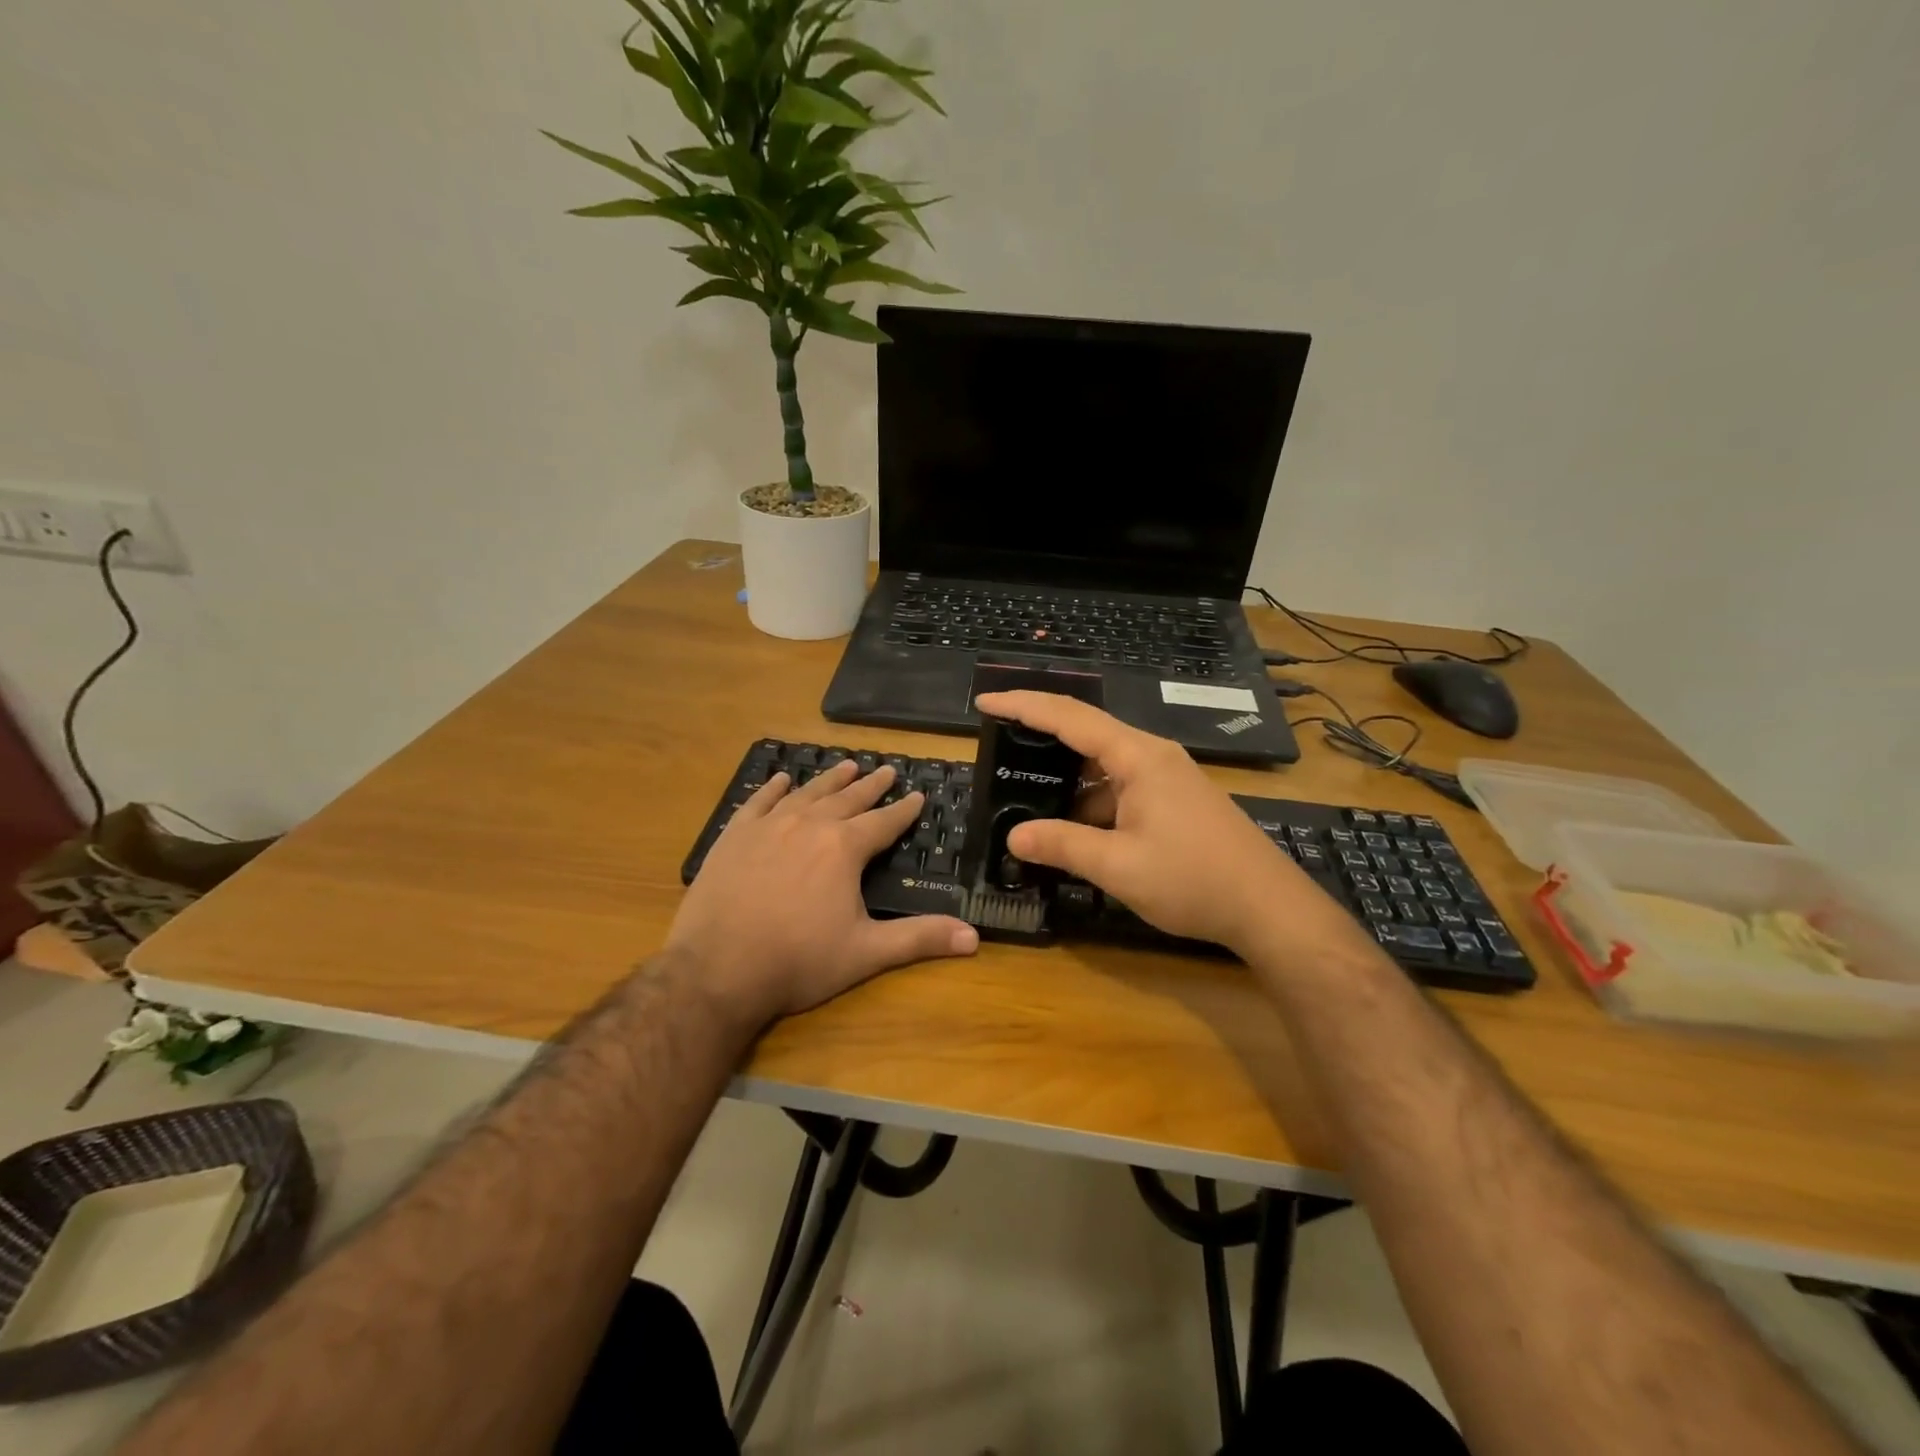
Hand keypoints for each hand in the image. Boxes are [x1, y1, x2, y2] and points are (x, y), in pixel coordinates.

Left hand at [667, 761, 978, 1024]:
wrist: (717, 969)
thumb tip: (974, 938)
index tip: (917, 795)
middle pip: (847, 799)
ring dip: (829, 780)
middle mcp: (809, 825)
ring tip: (846, 766)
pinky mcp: (734, 836)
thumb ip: (919, 939)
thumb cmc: (798, 961)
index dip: (903, 809)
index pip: (883, 821)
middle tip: (886, 769)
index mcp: (844, 848)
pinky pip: (758, 802)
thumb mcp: (866, 952)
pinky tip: (781, 779)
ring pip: (807, 794)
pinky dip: (773, 789)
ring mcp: (768, 826)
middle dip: (871, 785)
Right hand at [974, 690, 1324, 953]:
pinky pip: (1121, 789)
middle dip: (1041, 742)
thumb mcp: (1118, 866)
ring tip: (1027, 798)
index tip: (986, 703)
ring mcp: (1167, 778)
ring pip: (1103, 767)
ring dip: (1067, 782)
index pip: (1070, 716)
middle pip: (1086, 734)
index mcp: (1138, 756)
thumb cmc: (1194, 879)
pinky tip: (1074, 830)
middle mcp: (1152, 756)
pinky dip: (1092, 803)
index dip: (1024, 705)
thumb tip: (1013, 836)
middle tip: (999, 752)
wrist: (1269, 908)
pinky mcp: (1174, 801)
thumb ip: (1062, 846)